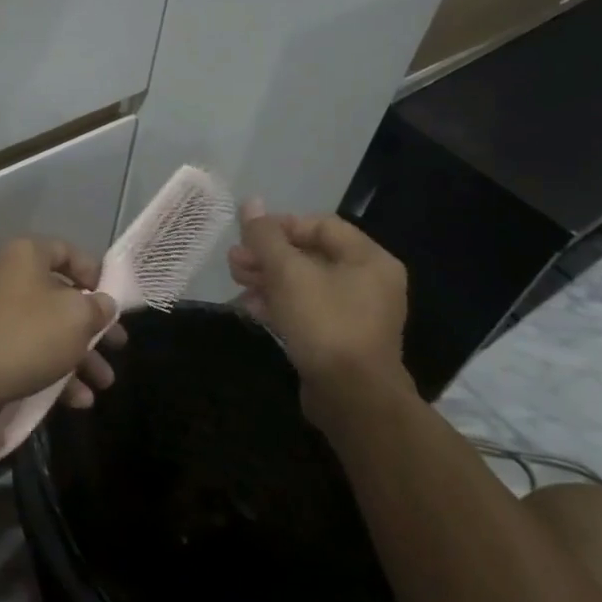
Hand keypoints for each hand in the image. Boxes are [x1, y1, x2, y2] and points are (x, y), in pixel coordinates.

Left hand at [0, 237, 120, 417]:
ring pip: (47, 329)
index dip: (95, 274)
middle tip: (118, 347)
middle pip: (60, 296)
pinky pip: (28, 350)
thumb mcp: (76, 317)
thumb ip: (98, 307)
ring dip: (79, 356)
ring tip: (103, 383)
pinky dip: (54, 370)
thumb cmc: (27, 335)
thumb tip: (102, 304)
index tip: (114, 301)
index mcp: (25, 255)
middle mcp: (7, 276)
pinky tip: (78, 400)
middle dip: (93, 326)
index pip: (67, 251)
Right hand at [228, 201, 413, 432]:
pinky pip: (306, 310)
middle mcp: (368, 282)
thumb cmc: (325, 324)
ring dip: (268, 279)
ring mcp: (355, 313)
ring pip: (304, 284)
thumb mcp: (288, 273)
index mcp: (368, 259)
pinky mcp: (339, 339)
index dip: (280, 225)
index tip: (248, 236)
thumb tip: (250, 202)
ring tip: (236, 281)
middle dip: (268, 255)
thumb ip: (266, 237)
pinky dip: (279, 304)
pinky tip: (250, 307)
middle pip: (310, 254)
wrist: (352, 398)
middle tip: (234, 261)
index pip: (320, 225)